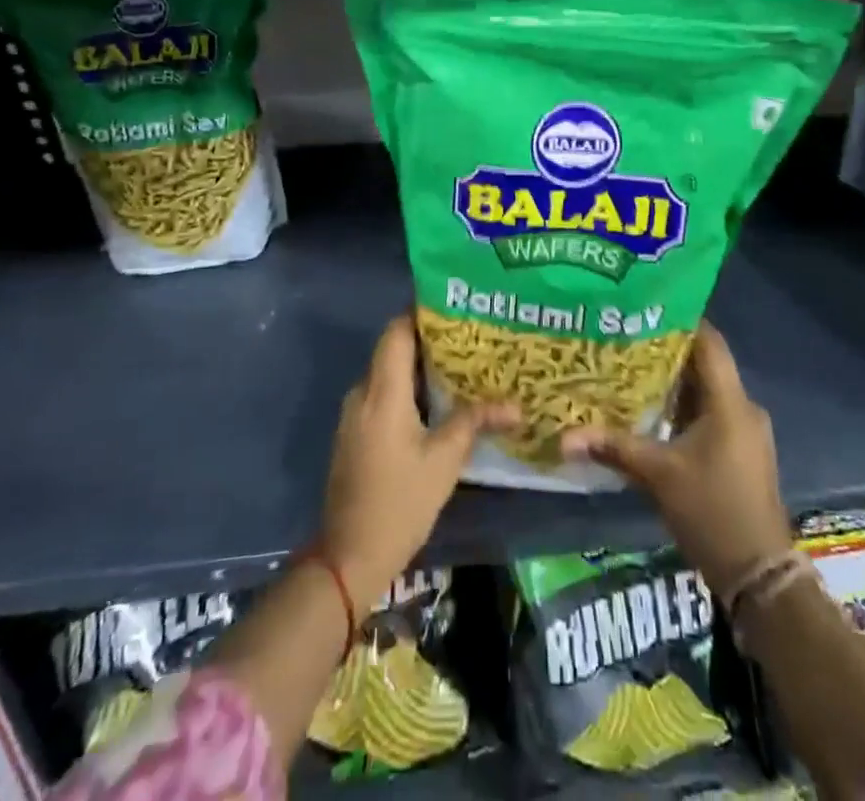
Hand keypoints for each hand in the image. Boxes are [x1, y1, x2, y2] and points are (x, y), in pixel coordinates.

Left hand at [319, 314, 515, 608]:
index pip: (396, 331)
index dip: (422, 314)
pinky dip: (407, 390)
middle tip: (469, 338)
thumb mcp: (444, 461)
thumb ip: (475, 422)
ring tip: (460, 367)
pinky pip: (381, 395)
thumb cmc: (400, 502)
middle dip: (428, 341)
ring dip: (419, 368)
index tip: (456, 309)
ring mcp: (354, 414)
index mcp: (382, 391)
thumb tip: (515, 405)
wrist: (349, 555)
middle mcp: (362, 393)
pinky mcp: (354, 433)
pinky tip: (436, 403)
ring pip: (387, 373)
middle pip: (393, 349)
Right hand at [562, 322, 793, 594]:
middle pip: (704, 364)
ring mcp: (744, 431)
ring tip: (630, 368)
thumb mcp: (658, 476)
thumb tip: (565, 436)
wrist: (759, 576)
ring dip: (673, 381)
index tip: (644, 307)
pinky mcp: (740, 451)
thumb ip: (614, 448)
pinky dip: (682, 407)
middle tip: (625, 337)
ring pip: (705, 391)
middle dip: (666, 351)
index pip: (709, 342)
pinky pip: (710, 413)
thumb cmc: (712, 511)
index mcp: (730, 402)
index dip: (681, 320)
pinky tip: (651, 411)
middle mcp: (742, 408)